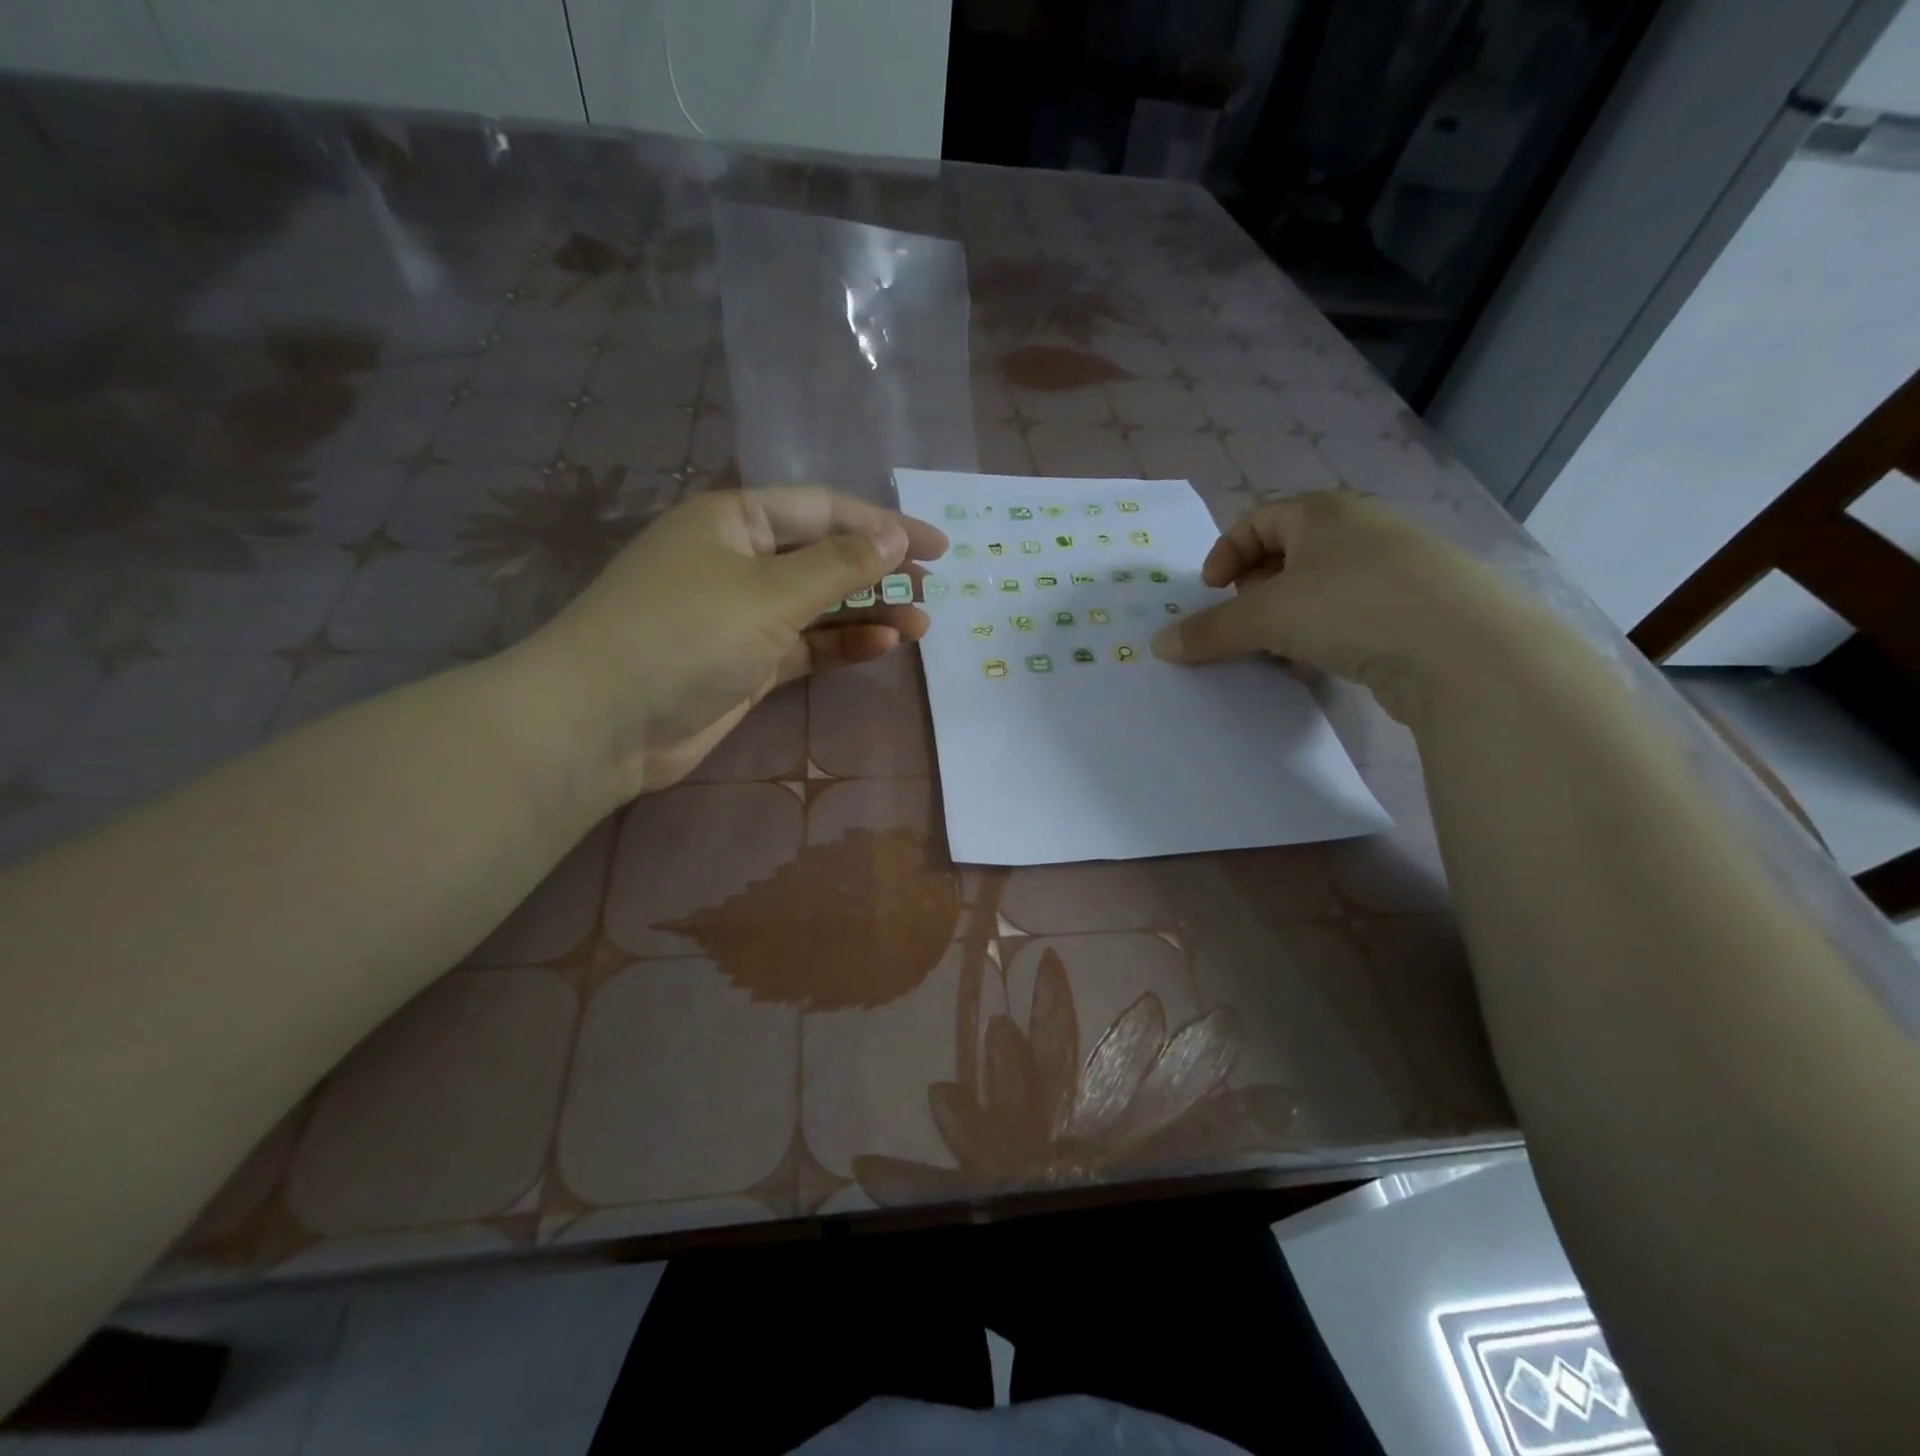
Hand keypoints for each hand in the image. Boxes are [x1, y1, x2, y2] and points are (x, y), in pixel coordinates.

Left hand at [527, 486, 946, 795]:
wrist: (604, 723)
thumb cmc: (686, 634)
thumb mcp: (770, 592)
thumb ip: (839, 565)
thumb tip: (895, 535)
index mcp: (734, 519)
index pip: (823, 509)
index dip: (883, 523)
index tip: (937, 544)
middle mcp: (738, 560)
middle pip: (823, 556)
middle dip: (879, 570)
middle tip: (933, 586)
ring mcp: (741, 615)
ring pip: (818, 605)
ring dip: (868, 611)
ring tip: (922, 623)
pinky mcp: (745, 663)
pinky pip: (805, 645)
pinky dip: (842, 644)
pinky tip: (883, 644)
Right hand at [1150, 490, 1520, 721]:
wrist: (1461, 648)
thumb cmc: (1351, 606)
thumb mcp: (1266, 616)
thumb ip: (1211, 630)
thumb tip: (1161, 645)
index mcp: (1322, 513)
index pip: (1258, 519)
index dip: (1226, 553)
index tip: (1210, 591)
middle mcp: (1359, 530)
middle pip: (1288, 552)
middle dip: (1255, 589)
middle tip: (1243, 622)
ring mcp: (1394, 568)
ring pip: (1320, 587)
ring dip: (1288, 617)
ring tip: (1276, 650)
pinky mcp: (1415, 608)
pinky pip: (1351, 614)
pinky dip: (1324, 635)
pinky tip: (1318, 665)